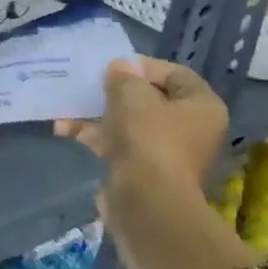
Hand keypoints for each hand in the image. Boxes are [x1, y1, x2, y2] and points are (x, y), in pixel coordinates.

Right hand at [57, 58, 248, 268]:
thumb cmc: (149, 139)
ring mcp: (165, 152)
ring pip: (128, 123)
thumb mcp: (131, 96)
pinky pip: (117, 144)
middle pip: (149, 100)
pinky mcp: (142, 171)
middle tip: (88, 85)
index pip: (175, 74)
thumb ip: (123, 77)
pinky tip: (65, 130)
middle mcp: (190, 128)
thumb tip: (118, 67)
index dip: (143, 66)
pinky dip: (94, 135)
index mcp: (202, 106)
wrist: (146, 203)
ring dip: (96, 114)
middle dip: (113, 92)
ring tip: (66, 109)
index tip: (113, 66)